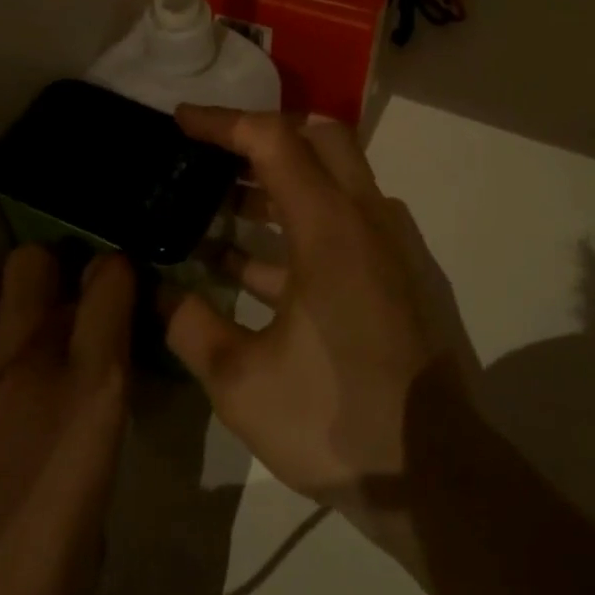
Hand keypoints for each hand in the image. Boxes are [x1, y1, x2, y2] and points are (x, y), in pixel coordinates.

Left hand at [0, 246, 133, 594]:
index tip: (104, 295)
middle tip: (36, 314)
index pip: (111, 279)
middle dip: (42, 279)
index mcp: (89, 393)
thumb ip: (86, 422)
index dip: (110, 277)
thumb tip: (76, 381)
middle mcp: (22, 366)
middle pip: (34, 259)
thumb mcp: (90, 508)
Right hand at [162, 106, 478, 533]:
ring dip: (275, 185)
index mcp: (329, 225)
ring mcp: (384, 247)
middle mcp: (364, 218)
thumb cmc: (336, 416)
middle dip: (262, 136)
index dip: (223, 122)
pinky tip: (246, 265)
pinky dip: (293, 229)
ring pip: (330, 182)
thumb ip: (192, 327)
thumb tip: (160, 294)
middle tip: (212, 154)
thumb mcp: (242, 381)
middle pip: (318, 139)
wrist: (433, 473)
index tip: (180, 121)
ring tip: (216, 206)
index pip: (273, 139)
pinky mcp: (390, 277)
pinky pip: (338, 227)